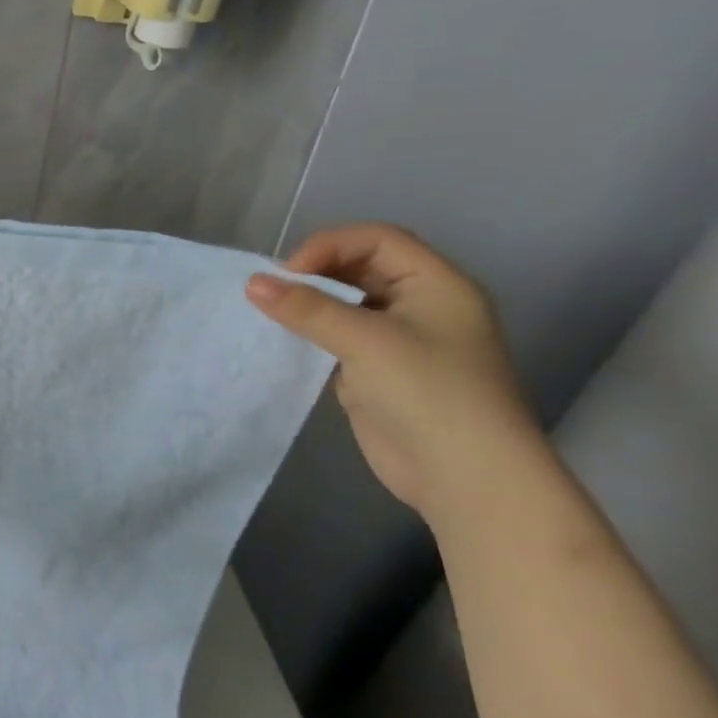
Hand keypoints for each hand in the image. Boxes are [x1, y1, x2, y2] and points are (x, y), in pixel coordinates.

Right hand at [245, 224, 545, 521]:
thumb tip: (252, 283)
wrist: (466, 478)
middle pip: (362, 267)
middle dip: (317, 273)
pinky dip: (312, 333)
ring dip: (311, 304)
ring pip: (348, 303)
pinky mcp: (381, 371)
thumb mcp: (365, 341)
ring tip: (272, 313)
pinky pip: (340, 337)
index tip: (289, 273)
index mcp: (438, 285)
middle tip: (275, 292)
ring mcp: (402, 340)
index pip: (379, 240)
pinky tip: (286, 341)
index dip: (331, 246)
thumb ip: (306, 308)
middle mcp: (422, 305)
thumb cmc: (428, 393)